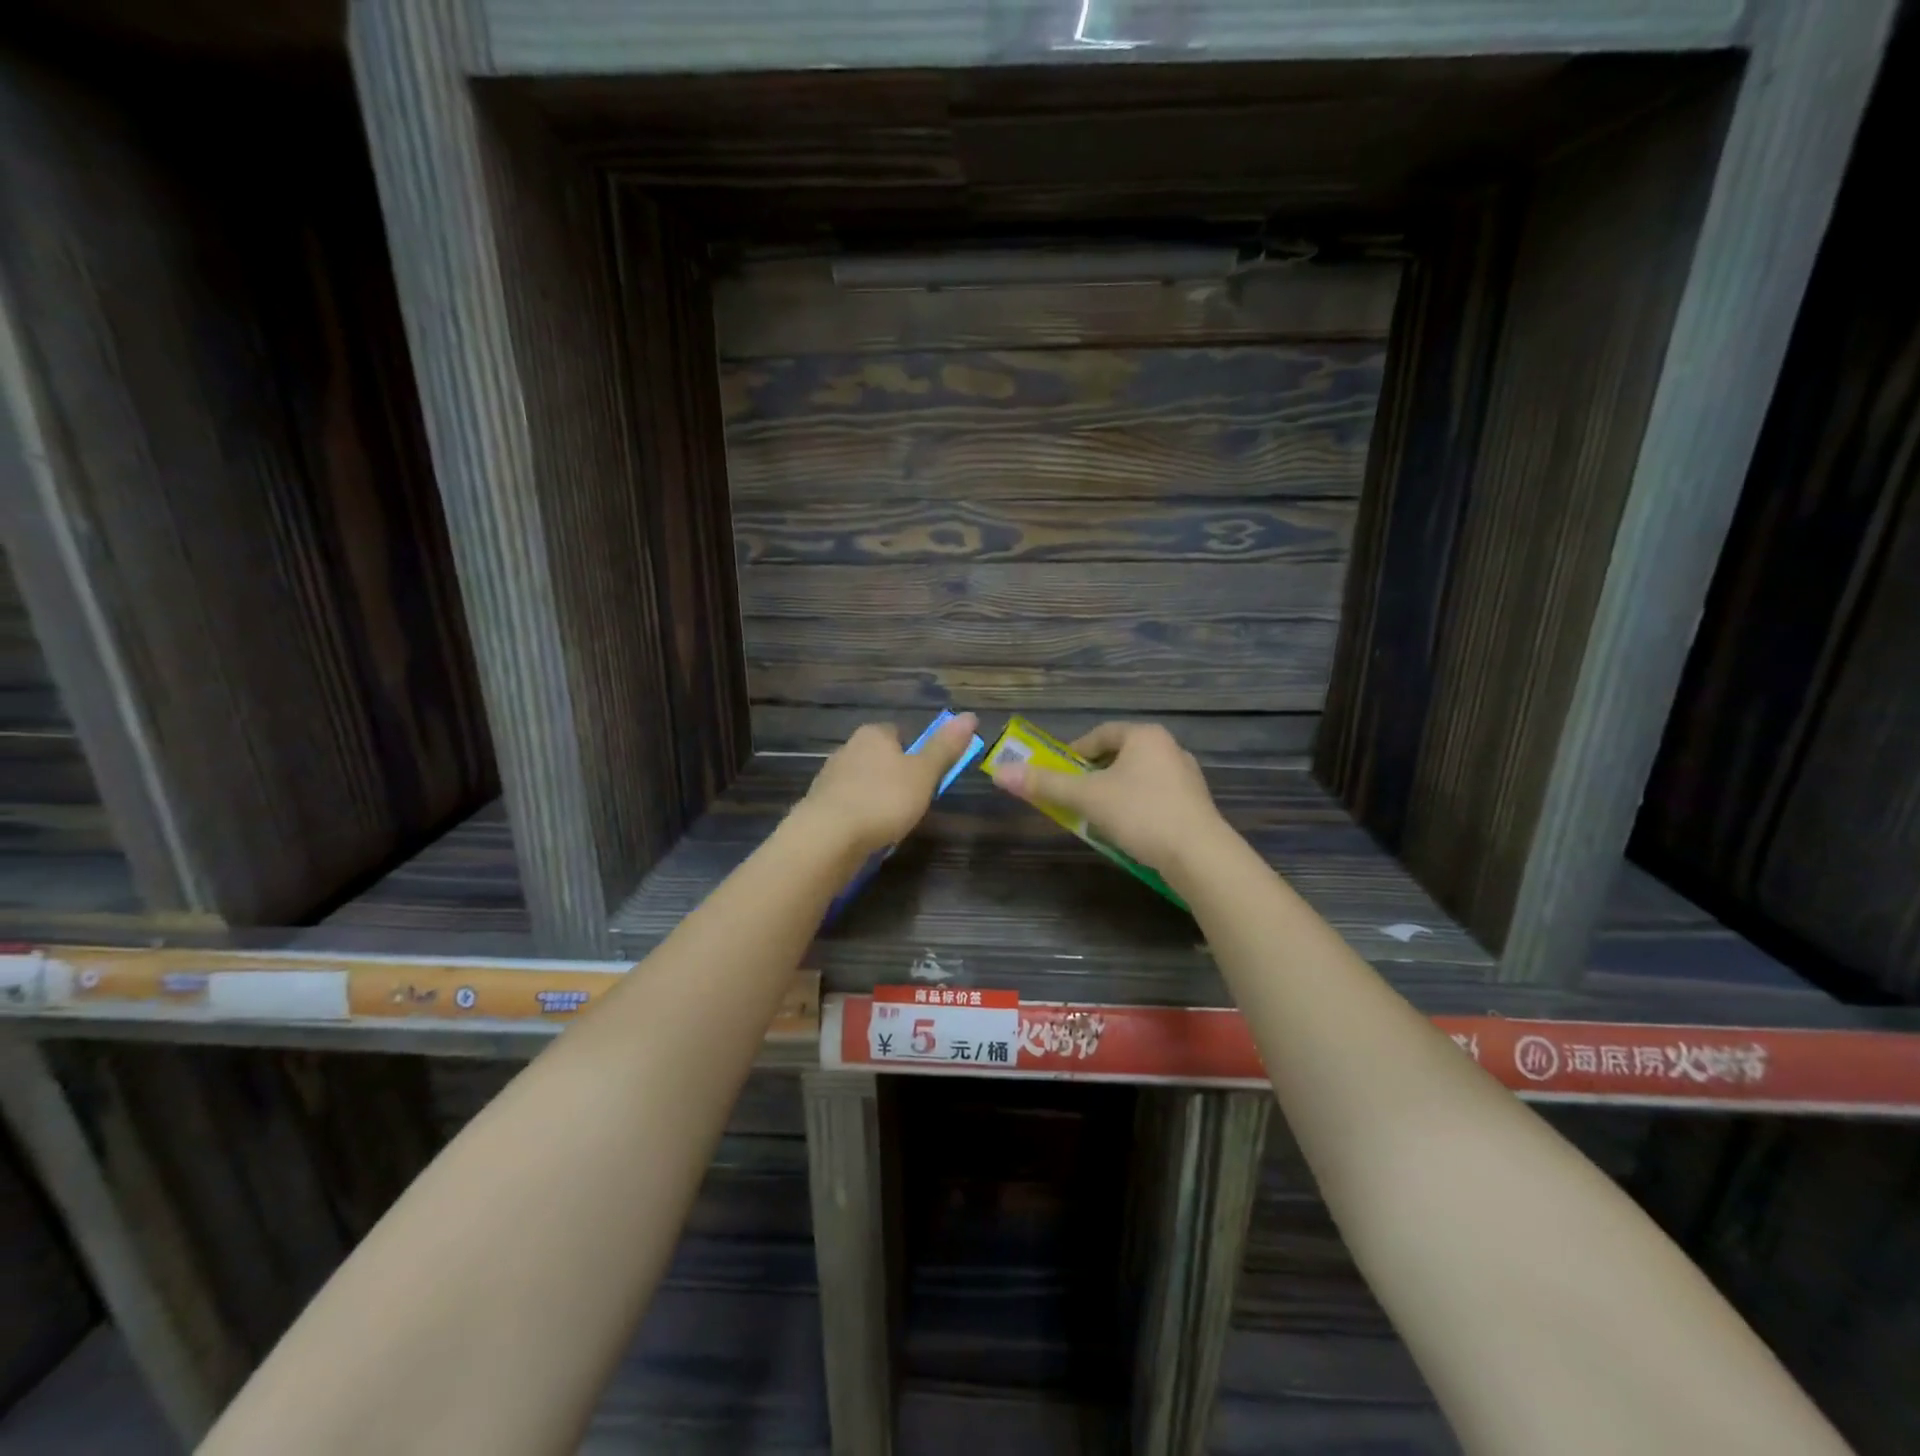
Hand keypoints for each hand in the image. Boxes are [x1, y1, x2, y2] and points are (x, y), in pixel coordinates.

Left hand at [798, 715, 980, 858]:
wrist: (828, 837)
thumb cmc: (883, 799)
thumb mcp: (924, 773)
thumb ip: (945, 747)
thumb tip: (970, 716)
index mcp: (873, 734)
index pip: (900, 733)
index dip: (917, 753)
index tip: (928, 776)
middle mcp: (847, 748)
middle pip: (881, 758)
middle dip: (896, 777)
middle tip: (915, 802)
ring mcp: (830, 778)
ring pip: (864, 783)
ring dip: (878, 798)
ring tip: (893, 822)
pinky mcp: (820, 806)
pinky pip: (849, 806)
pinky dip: (861, 816)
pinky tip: (870, 833)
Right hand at [990, 722, 1228, 879]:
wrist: (1199, 855)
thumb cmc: (1140, 813)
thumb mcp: (1086, 797)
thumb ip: (1045, 784)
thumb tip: (999, 772)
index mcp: (1145, 736)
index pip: (1100, 734)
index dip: (1074, 752)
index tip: (1057, 773)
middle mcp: (1169, 748)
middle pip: (1119, 756)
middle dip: (1093, 775)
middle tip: (1073, 795)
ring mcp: (1186, 777)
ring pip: (1138, 778)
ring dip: (1113, 792)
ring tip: (1096, 816)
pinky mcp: (1195, 805)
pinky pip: (1155, 797)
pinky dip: (1135, 807)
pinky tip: (1127, 830)